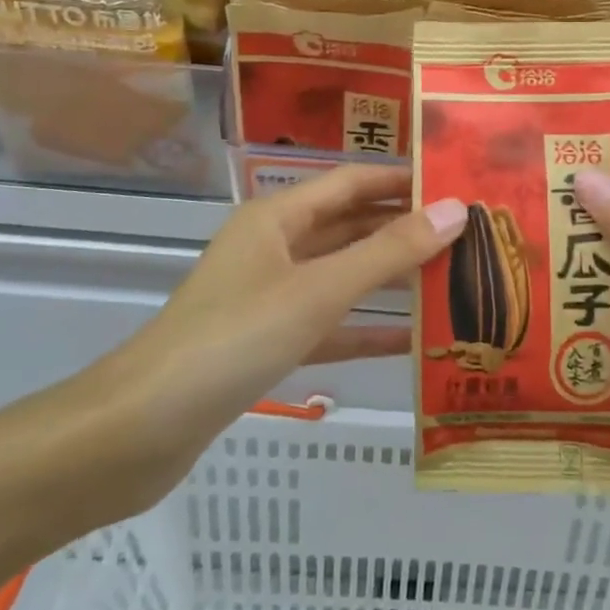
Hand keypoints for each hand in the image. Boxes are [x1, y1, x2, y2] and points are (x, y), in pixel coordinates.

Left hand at [65, 165, 466, 521]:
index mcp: (276, 218)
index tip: (456, 182)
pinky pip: (329, 326)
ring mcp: (269, 298)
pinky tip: (413, 342)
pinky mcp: (268, 344)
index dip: (402, 179)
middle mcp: (274, 248)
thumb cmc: (234, 340)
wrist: (141, 430)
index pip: (351, 182)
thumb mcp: (318, 290)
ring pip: (342, 277)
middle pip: (349, 227)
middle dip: (403, 228)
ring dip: (390, 278)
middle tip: (468, 234)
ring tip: (452, 278)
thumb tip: (455, 210)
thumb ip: (388, 252)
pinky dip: (365, 330)